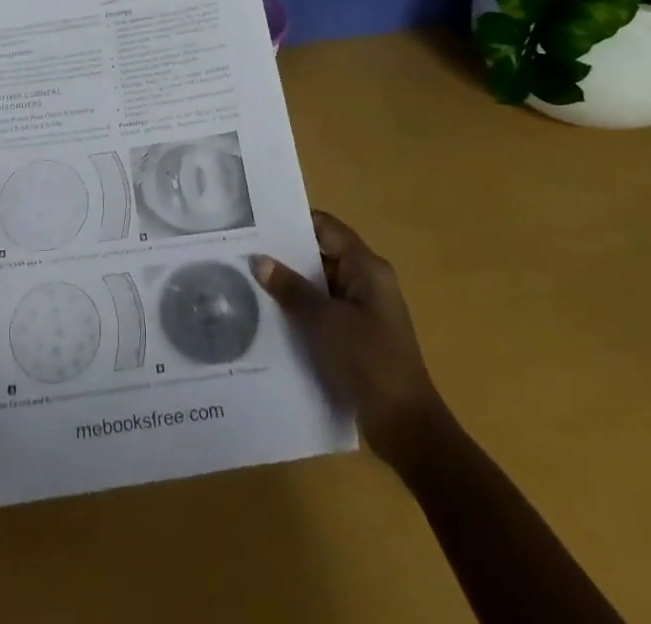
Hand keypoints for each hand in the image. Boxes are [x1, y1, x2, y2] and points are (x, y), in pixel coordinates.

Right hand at [253, 211, 449, 469]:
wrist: (406, 427)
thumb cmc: (368, 361)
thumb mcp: (324, 321)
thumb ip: (291, 288)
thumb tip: (258, 259)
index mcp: (367, 267)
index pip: (326, 228)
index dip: (293, 223)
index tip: (257, 224)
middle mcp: (368, 281)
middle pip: (322, 255)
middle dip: (286, 257)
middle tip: (244, 255)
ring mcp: (364, 311)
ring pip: (321, 286)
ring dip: (292, 287)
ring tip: (249, 284)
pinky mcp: (359, 337)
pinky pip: (325, 312)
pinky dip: (303, 312)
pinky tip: (272, 320)